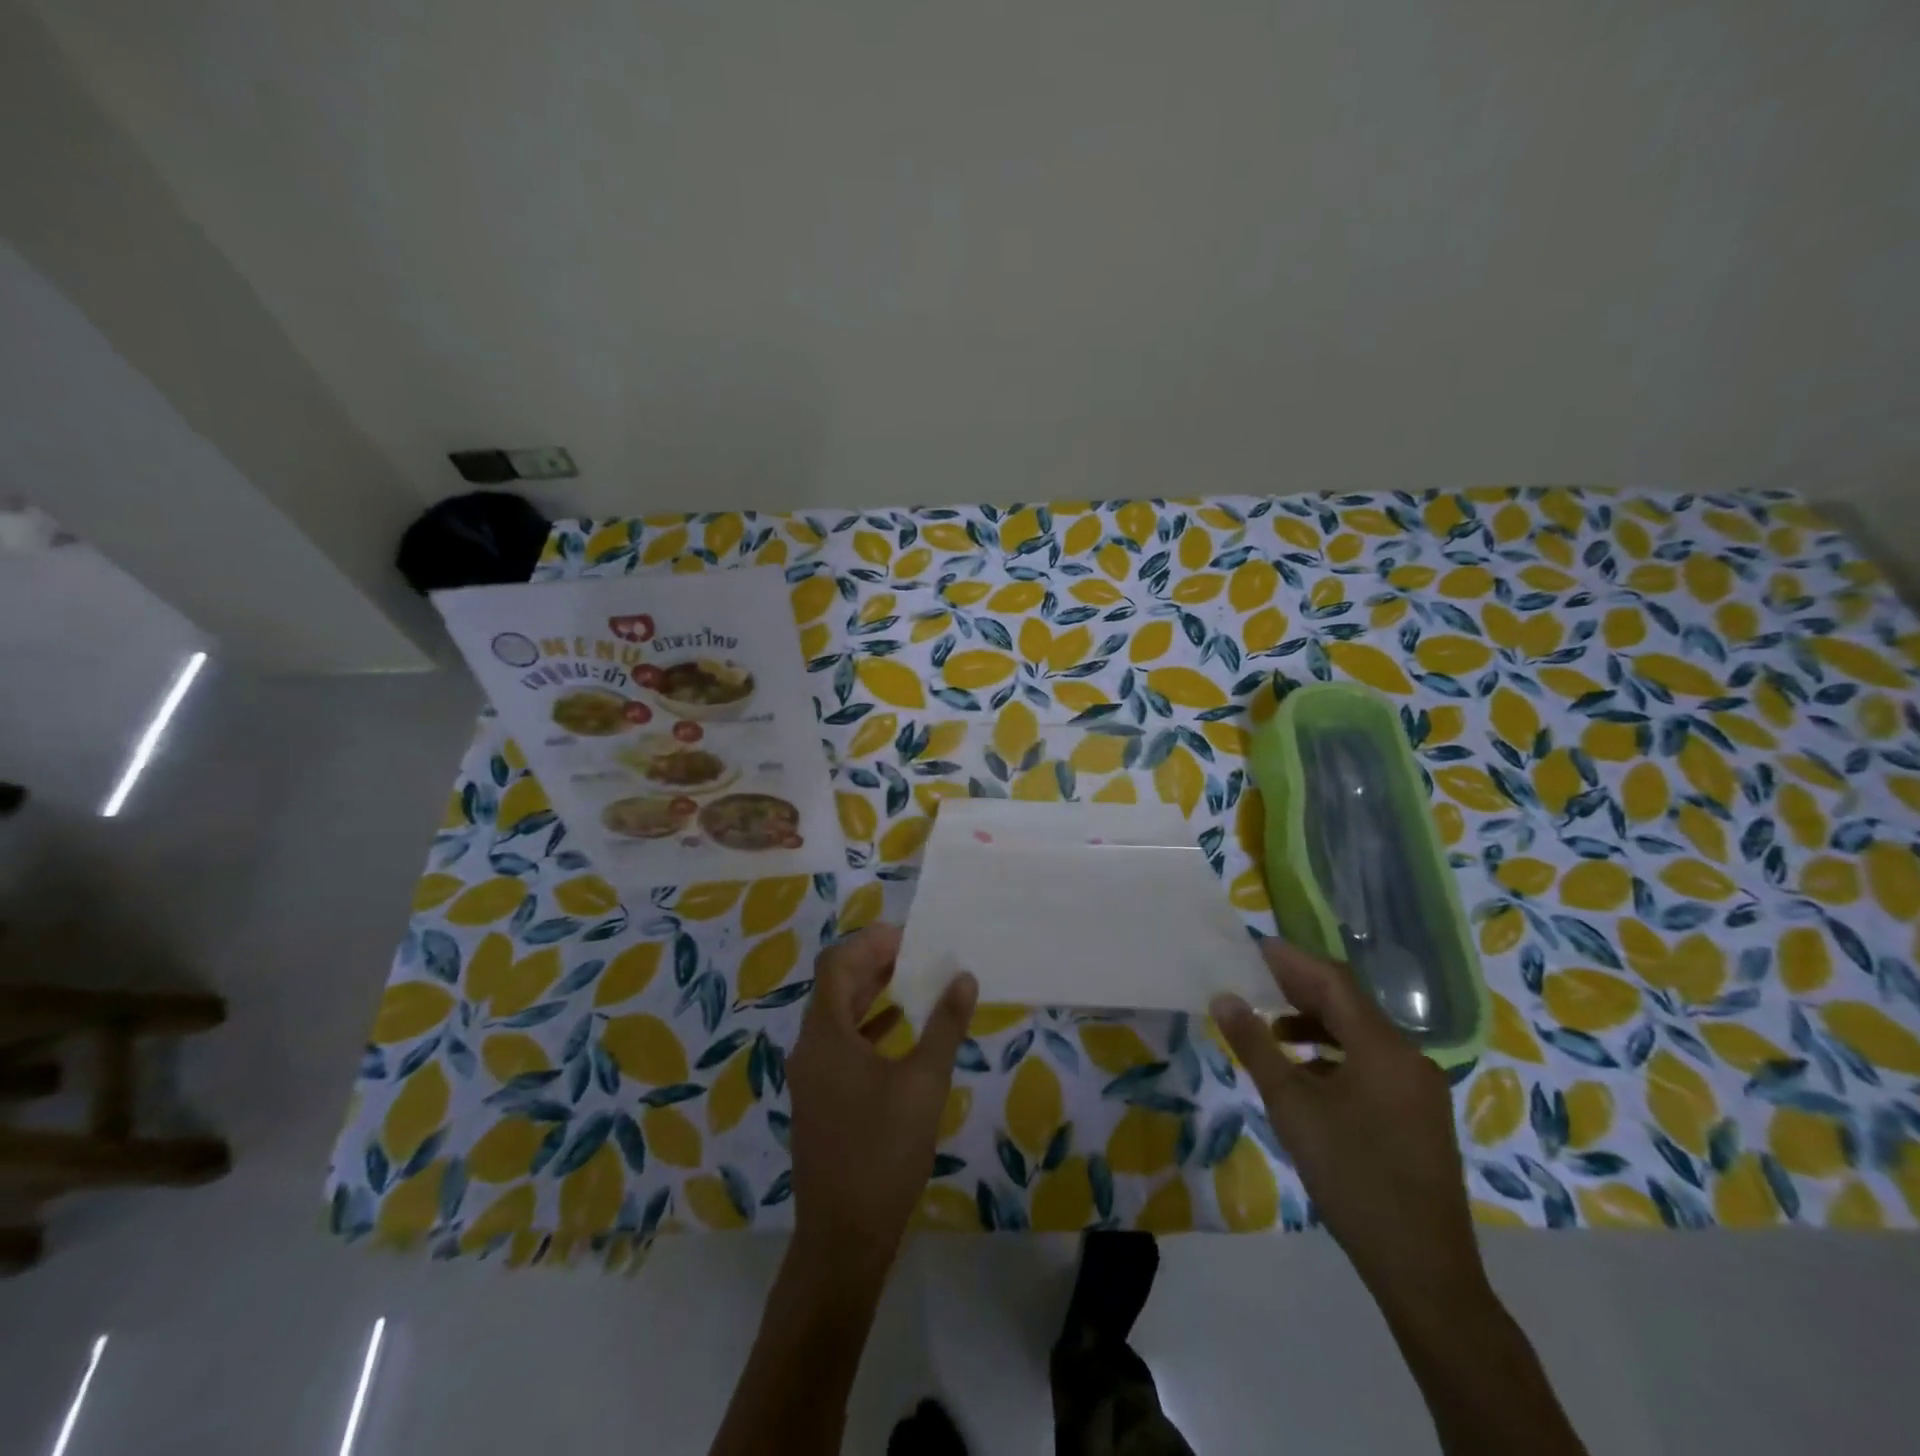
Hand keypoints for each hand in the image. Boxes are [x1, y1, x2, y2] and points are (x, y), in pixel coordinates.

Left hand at [787, 924, 977, 1269]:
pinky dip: (868, 1027)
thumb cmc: (884, 1152)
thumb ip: (944, 1026)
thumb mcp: (924, 1083)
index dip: (870, 943)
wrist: (843, 1238)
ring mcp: (811, 1076)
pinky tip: (900, 1031)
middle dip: (874, 964)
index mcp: (826, 1035)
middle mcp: (810, 1047)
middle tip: (918, 954)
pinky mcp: (820, 1100)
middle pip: (835, 986)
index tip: (910, 938)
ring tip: (915, 983)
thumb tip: (963, 977)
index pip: (837, 964)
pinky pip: (840, 1044)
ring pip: (837, 1016)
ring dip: (872, 994)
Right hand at [1210, 941, 1486, 1317]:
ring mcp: (1419, 1087)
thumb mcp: (1292, 1107)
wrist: (1423, 1270)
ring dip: (1316, 1022)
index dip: (1291, 960)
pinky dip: (1335, 1054)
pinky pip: (1372, 1062)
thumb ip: (1256, 1045)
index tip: (1253, 947)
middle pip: (1349, 1004)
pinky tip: (1307, 1072)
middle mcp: (1409, 1057)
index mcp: (1384, 1048)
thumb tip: (1223, 996)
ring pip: (1361, 1034)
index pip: (1333, 981)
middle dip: (1300, 988)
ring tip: (1271, 1026)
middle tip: (1254, 977)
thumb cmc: (1352, 1177)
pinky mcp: (1418, 1114)